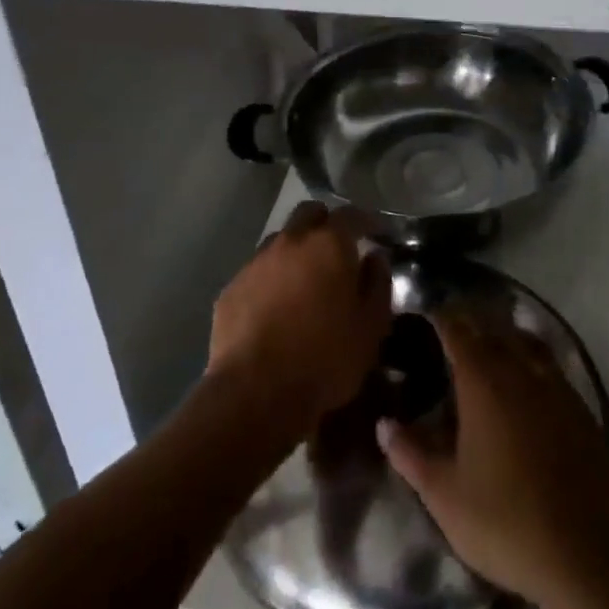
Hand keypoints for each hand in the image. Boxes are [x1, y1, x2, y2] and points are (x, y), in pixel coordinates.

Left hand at [207, 201, 390, 435]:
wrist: (255, 394)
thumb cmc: (325, 358)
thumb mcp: (371, 327)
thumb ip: (377, 284)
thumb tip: (374, 259)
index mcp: (328, 244)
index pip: (351, 214)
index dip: (367, 220)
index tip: (377, 231)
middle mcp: (291, 241)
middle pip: (309, 214)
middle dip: (326, 223)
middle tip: (338, 248)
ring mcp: (256, 262)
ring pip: (281, 241)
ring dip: (296, 251)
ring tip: (305, 280)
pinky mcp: (231, 289)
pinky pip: (257, 272)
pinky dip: (271, 279)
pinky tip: (276, 307)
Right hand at [378, 309, 608, 608]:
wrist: (586, 554)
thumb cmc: (505, 522)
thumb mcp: (445, 496)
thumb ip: (411, 455)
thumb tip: (384, 424)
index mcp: (483, 381)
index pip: (457, 330)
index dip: (441, 319)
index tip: (426, 316)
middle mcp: (519, 370)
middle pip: (492, 330)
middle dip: (471, 324)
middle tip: (452, 332)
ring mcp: (555, 386)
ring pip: (525, 343)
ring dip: (504, 337)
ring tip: (490, 347)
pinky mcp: (581, 408)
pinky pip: (551, 366)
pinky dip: (533, 360)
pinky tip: (528, 383)